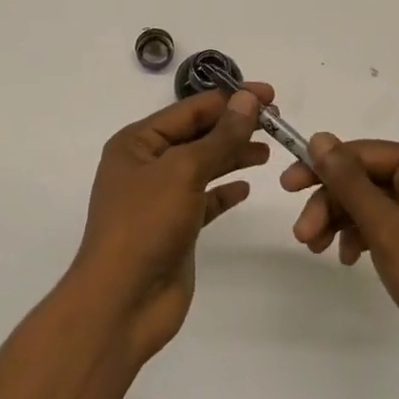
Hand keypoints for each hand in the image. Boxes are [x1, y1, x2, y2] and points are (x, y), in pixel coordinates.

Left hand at [69, 85, 272, 366]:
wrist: (122, 303)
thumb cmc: (145, 224)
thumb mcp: (183, 171)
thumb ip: (220, 137)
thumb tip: (248, 99)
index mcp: (137, 142)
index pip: (190, 109)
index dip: (230, 99)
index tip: (269, 95)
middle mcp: (147, 164)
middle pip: (198, 134)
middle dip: (234, 126)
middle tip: (276, 121)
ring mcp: (161, 197)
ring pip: (204, 165)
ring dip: (233, 155)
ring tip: (268, 150)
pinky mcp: (176, 227)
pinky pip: (205, 199)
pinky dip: (225, 190)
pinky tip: (246, 187)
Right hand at [283, 136, 398, 398]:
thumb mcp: (387, 227)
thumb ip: (350, 182)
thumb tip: (319, 138)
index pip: (363, 153)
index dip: (323, 166)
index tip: (287, 185)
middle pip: (362, 178)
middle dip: (329, 203)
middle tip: (301, 233)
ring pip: (366, 203)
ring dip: (338, 221)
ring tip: (315, 247)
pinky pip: (378, 226)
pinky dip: (357, 237)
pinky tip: (344, 258)